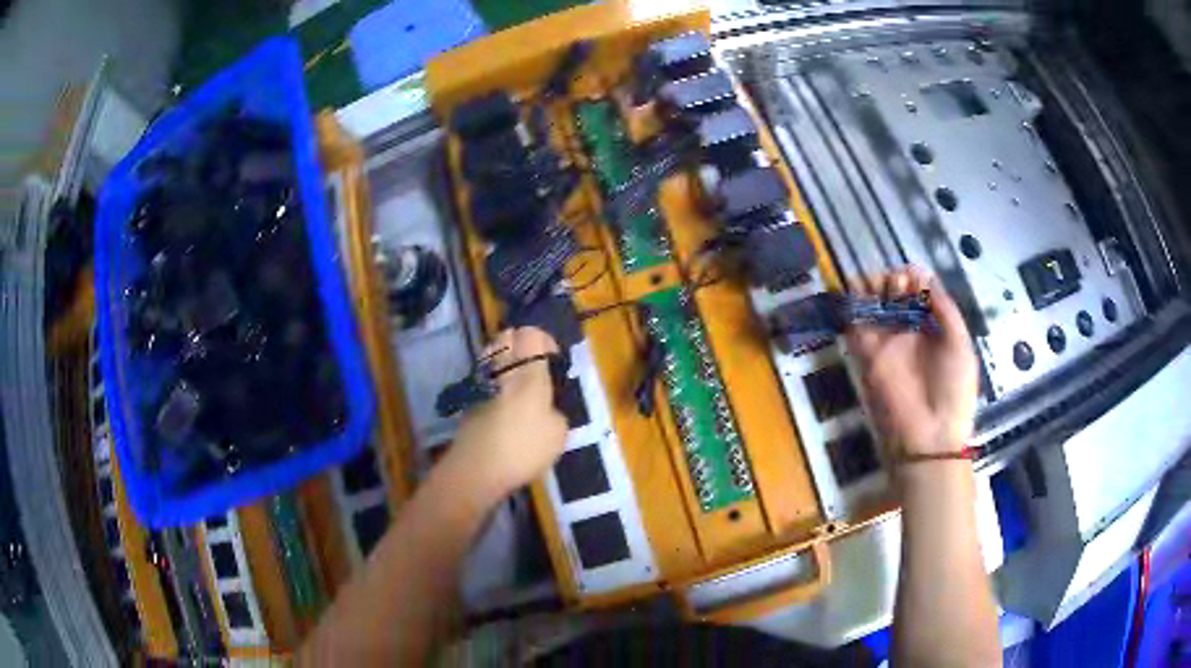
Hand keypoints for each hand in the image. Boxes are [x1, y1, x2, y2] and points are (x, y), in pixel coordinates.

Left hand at [450, 327, 567, 496]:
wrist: (476, 469)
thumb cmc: (523, 448)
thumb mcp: (558, 433)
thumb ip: (555, 411)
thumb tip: (546, 408)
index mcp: (528, 371)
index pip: (532, 334)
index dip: (544, 342)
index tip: (553, 361)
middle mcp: (502, 368)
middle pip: (507, 337)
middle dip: (520, 345)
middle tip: (534, 366)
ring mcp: (481, 382)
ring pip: (492, 356)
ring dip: (504, 362)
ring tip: (518, 384)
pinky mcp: (468, 398)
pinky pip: (485, 377)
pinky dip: (494, 382)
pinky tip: (503, 403)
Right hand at [846, 267, 977, 458]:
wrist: (930, 434)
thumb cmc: (953, 389)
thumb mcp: (960, 344)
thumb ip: (944, 308)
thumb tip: (924, 273)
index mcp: (932, 327)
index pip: (918, 291)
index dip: (914, 278)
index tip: (914, 279)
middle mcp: (908, 330)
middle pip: (893, 292)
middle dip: (894, 279)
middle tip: (899, 287)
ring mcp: (886, 341)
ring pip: (873, 302)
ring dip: (874, 286)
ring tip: (883, 287)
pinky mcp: (866, 353)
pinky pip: (854, 322)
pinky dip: (853, 303)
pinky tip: (862, 291)